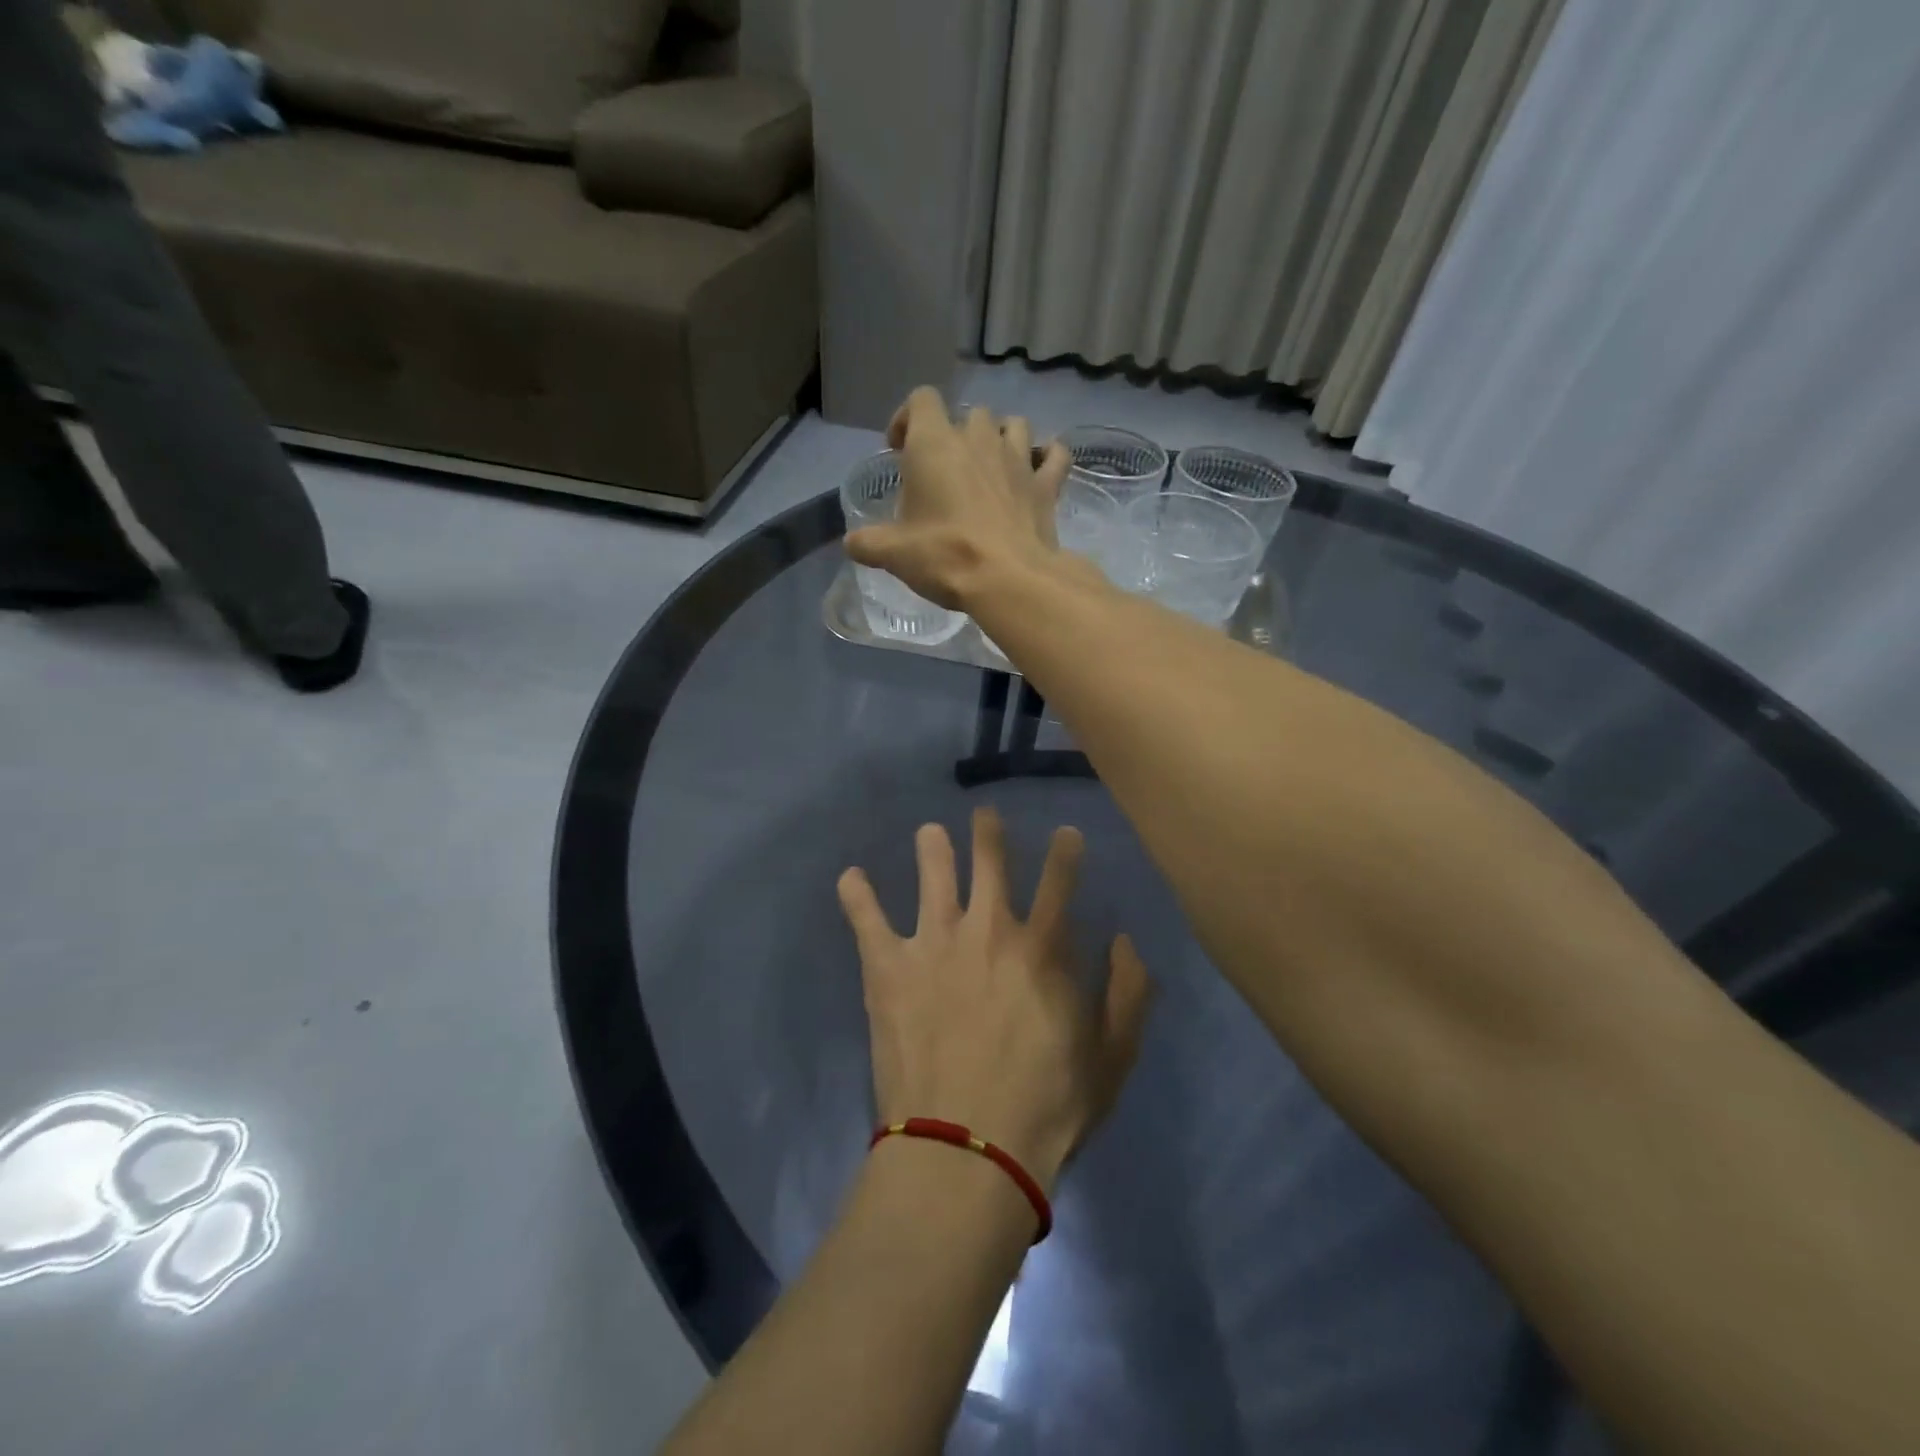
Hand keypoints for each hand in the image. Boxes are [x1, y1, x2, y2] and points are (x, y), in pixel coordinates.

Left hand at [836, 808, 1152, 1193]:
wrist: (968, 1148)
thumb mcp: (1112, 1058)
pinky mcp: (888, 968)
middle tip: (985, 815)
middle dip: (990, 833)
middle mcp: (989, 930)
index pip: (1059, 881)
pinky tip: (850, 876)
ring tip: (929, 832)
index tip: (1065, 833)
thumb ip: (1128, 994)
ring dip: (932, 848)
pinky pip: (867, 920)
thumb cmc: (1047, 1108)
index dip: (1065, 852)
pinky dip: (856, 895)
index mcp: (1042, 947)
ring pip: (933, 876)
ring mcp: (934, 944)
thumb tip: (1124, 940)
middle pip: (990, 863)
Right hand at [843, 388, 1072, 609]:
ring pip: (1013, 425)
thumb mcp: (894, 553)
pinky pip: (1054, 455)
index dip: (908, 418)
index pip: (921, 400)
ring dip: (1001, 438)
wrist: (1009, 579)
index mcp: (935, 444)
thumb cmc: (945, 555)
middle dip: (956, 434)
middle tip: (946, 470)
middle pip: (969, 414)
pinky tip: (1038, 470)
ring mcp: (1018, 459)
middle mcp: (978, 439)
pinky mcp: (1047, 485)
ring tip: (990, 466)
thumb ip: (868, 543)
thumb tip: (851, 543)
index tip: (899, 448)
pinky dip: (1046, 457)